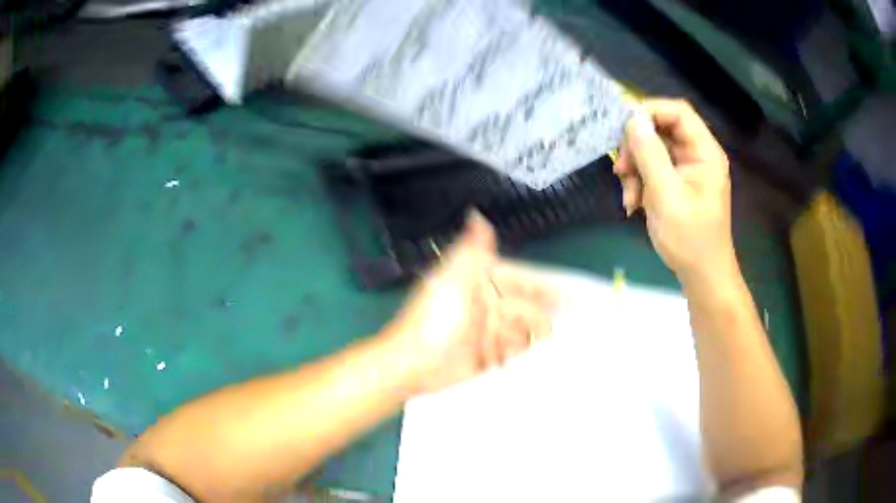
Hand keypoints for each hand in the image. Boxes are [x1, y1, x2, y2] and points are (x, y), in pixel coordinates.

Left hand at [384, 213, 555, 394]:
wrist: (412, 364)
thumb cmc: (434, 320)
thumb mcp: (452, 277)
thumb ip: (471, 249)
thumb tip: (477, 215)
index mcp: (477, 284)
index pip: (517, 281)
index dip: (542, 286)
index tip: (567, 294)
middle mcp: (483, 307)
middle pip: (522, 307)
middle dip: (544, 312)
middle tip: (571, 319)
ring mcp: (483, 335)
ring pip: (518, 330)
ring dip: (537, 334)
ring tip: (561, 339)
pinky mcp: (482, 358)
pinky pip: (508, 354)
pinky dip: (523, 354)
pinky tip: (540, 357)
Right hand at [614, 99, 735, 282]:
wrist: (702, 276)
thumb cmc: (690, 239)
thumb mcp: (666, 196)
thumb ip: (650, 154)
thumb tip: (631, 119)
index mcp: (705, 152)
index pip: (678, 112)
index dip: (649, 110)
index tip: (622, 127)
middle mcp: (697, 154)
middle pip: (661, 129)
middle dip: (637, 146)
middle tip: (621, 168)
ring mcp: (686, 169)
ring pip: (652, 149)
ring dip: (635, 168)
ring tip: (628, 195)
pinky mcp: (677, 182)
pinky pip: (652, 168)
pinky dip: (639, 182)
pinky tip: (633, 204)